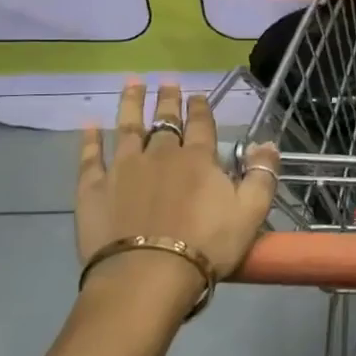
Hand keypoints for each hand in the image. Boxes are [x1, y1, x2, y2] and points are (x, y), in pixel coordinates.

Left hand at [75, 81, 278, 287]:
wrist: (147, 275)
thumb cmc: (206, 245)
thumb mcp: (251, 212)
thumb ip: (262, 175)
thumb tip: (267, 143)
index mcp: (198, 159)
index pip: (201, 124)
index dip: (200, 108)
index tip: (197, 94)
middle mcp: (160, 154)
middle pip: (165, 121)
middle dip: (168, 100)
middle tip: (167, 81)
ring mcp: (124, 168)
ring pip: (128, 127)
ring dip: (131, 103)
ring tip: (132, 82)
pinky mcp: (94, 188)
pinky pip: (90, 157)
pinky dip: (89, 139)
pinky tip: (88, 124)